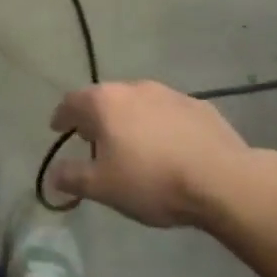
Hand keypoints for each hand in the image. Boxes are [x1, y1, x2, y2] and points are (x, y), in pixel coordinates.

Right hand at [49, 81, 276, 228]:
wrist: (223, 181)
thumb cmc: (152, 180)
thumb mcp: (104, 187)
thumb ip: (73, 177)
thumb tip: (53, 175)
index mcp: (104, 102)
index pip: (71, 102)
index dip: (61, 116)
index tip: (58, 128)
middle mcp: (133, 88)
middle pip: (105, 98)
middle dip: (96, 117)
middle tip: (94, 140)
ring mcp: (169, 94)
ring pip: (138, 103)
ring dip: (130, 119)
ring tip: (133, 144)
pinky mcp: (199, 106)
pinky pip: (168, 113)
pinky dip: (160, 125)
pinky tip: (169, 147)